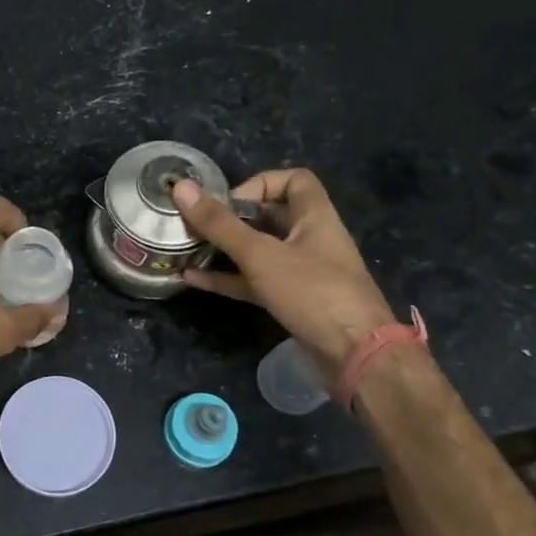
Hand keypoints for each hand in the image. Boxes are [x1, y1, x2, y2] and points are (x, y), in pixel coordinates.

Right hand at [172, 168, 397, 376]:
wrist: (354, 355)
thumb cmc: (312, 292)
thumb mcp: (261, 255)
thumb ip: (220, 224)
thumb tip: (181, 187)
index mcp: (314, 217)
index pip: (294, 181)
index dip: (260, 183)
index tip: (229, 201)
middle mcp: (310, 239)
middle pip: (270, 216)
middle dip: (232, 218)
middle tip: (197, 224)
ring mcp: (301, 272)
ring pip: (258, 251)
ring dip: (225, 249)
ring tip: (188, 248)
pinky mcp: (291, 301)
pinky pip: (254, 281)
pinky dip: (227, 278)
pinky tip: (192, 279)